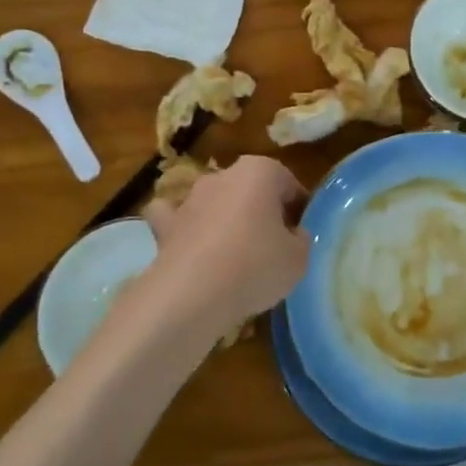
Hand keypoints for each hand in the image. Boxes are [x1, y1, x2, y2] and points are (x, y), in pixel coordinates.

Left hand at [139, 156, 309, 343]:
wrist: (192, 294)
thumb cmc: (256, 265)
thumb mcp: (299, 258)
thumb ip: (300, 239)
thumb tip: (292, 235)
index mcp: (261, 171)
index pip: (288, 183)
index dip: (297, 208)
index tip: (300, 233)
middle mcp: (223, 175)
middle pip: (250, 188)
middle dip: (261, 209)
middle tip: (272, 243)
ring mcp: (190, 198)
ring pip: (214, 200)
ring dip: (223, 217)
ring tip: (234, 253)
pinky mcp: (164, 224)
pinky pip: (175, 218)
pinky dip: (182, 227)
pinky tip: (191, 245)